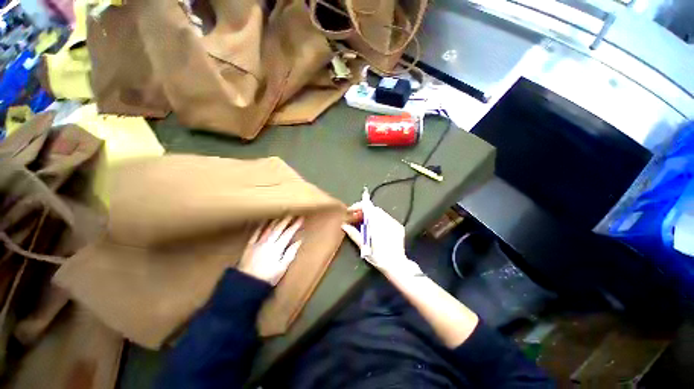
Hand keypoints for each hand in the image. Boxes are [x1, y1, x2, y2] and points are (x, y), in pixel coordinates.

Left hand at [239, 217, 302, 285]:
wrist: (245, 284)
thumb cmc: (267, 277)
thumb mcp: (282, 268)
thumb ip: (290, 253)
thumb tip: (299, 241)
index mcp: (277, 248)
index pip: (288, 233)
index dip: (295, 225)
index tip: (301, 218)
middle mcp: (268, 242)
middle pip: (279, 228)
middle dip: (287, 220)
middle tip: (293, 214)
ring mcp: (258, 242)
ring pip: (268, 228)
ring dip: (276, 220)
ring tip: (281, 215)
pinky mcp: (250, 245)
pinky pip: (256, 232)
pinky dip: (261, 225)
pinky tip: (264, 221)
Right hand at [342, 203, 420, 276]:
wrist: (397, 265)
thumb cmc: (378, 257)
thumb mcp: (363, 246)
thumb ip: (354, 233)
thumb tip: (344, 225)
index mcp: (377, 223)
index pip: (367, 207)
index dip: (359, 206)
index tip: (351, 211)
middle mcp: (387, 220)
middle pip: (374, 209)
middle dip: (364, 211)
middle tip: (356, 217)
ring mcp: (394, 223)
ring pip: (381, 213)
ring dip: (372, 215)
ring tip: (365, 223)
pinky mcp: (399, 227)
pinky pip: (387, 218)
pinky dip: (380, 220)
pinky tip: (377, 228)